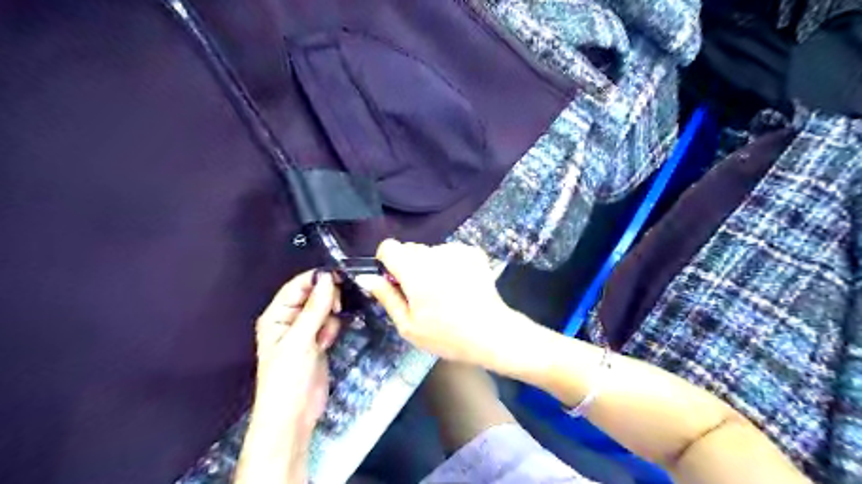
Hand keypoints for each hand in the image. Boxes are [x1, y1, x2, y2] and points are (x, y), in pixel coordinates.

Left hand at [238, 271, 344, 483]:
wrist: (293, 415)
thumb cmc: (287, 377)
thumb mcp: (300, 340)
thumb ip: (315, 308)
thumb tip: (328, 278)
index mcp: (276, 315)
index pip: (297, 286)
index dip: (316, 279)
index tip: (338, 277)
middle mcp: (289, 320)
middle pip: (313, 295)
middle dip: (325, 301)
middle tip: (335, 309)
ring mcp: (305, 331)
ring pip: (324, 309)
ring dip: (329, 318)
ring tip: (325, 336)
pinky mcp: (318, 342)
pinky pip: (329, 324)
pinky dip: (332, 329)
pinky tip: (327, 343)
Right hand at [355, 240, 520, 371]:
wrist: (491, 332)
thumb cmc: (446, 335)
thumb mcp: (409, 325)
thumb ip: (386, 297)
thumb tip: (366, 277)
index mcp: (414, 270)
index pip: (389, 246)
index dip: (387, 261)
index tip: (394, 280)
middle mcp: (434, 253)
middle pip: (410, 248)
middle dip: (409, 266)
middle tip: (421, 293)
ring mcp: (456, 250)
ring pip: (430, 251)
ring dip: (430, 265)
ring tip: (444, 292)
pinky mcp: (472, 252)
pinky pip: (450, 252)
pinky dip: (449, 264)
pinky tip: (459, 285)